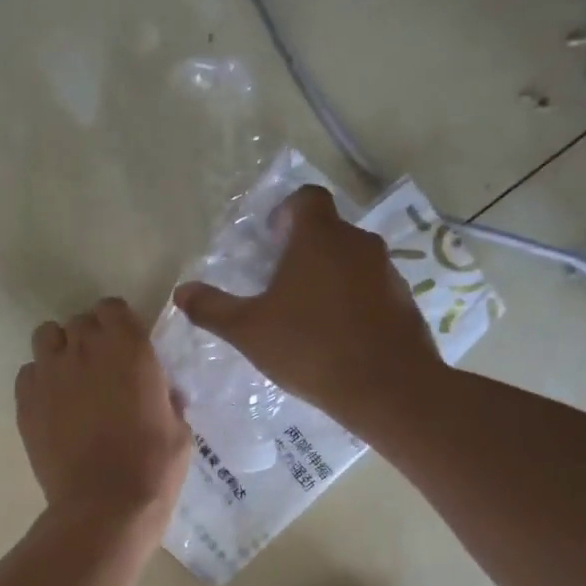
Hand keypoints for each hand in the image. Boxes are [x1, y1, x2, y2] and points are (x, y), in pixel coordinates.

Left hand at [16, 297, 190, 528]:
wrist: (105, 505)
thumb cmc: (153, 466)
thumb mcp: (178, 428)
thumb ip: (165, 397)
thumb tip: (159, 392)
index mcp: (129, 348)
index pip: (112, 308)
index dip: (117, 324)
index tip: (124, 345)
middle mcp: (85, 349)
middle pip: (79, 322)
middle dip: (90, 338)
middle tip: (100, 369)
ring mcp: (50, 373)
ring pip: (46, 337)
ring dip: (59, 350)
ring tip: (70, 379)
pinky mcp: (26, 400)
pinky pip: (28, 372)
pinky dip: (39, 381)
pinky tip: (52, 405)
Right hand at [173, 185, 437, 424]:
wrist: (387, 387)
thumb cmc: (310, 347)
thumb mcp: (249, 331)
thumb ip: (213, 308)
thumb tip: (181, 292)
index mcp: (319, 238)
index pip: (306, 198)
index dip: (286, 212)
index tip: (270, 241)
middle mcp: (358, 244)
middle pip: (328, 231)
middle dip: (302, 250)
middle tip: (278, 285)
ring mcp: (387, 271)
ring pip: (350, 261)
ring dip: (328, 277)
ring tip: (306, 316)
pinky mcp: (404, 301)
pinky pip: (370, 289)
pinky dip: (352, 302)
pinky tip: (337, 337)